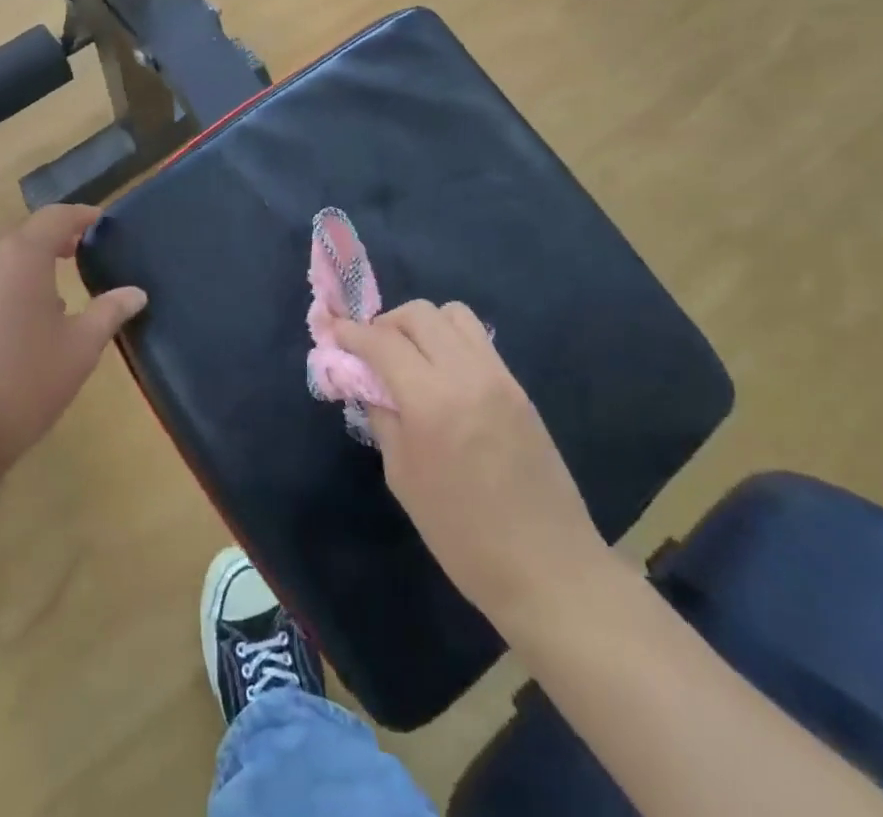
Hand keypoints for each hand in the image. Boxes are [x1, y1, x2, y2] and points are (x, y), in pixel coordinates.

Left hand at [0, 204, 146, 480]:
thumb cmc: (21, 386)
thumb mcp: (78, 351)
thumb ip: (108, 313)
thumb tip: (136, 293)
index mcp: (21, 256)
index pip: (56, 217)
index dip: (80, 216)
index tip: (97, 221)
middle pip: (20, 240)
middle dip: (48, 248)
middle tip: (72, 262)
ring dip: (16, 276)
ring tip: (36, 308)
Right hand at [339, 302, 612, 631]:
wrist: (548, 569)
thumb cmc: (462, 536)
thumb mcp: (403, 477)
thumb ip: (382, 417)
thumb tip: (367, 382)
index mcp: (431, 401)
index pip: (382, 341)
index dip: (352, 332)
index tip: (334, 333)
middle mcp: (466, 374)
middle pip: (419, 314)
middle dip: (386, 323)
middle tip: (372, 351)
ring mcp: (499, 376)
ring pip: (453, 314)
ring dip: (423, 325)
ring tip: (410, 358)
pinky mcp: (518, 387)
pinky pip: (477, 340)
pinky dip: (450, 341)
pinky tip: (442, 376)